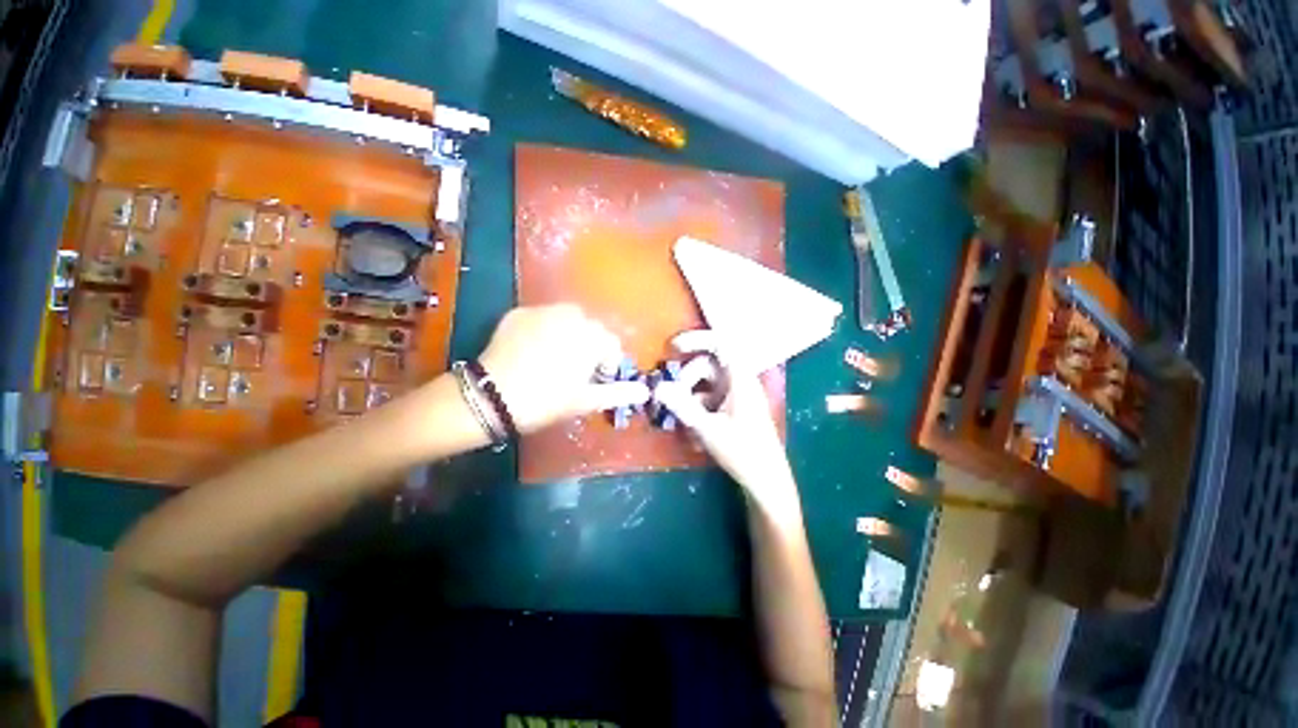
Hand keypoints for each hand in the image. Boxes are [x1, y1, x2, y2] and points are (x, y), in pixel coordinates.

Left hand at [479, 304, 648, 433]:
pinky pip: (541, 316)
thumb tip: (646, 391)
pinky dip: (543, 329)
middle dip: (588, 345)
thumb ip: (619, 392)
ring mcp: (542, 310)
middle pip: (591, 328)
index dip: (606, 363)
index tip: (593, 380)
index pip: (611, 343)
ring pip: (567, 318)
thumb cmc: (546, 401)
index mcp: (591, 336)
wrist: (491, 397)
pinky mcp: (518, 312)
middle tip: (573, 370)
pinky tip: (530, 349)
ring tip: (553, 357)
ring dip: (568, 333)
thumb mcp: (586, 401)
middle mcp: (571, 316)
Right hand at [653, 331, 798, 511]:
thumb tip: (658, 388)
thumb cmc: (743, 452)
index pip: (721, 344)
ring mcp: (737, 396)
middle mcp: (740, 382)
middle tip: (672, 397)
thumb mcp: (708, 428)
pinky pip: (711, 399)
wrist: (767, 481)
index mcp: (741, 380)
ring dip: (691, 396)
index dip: (698, 339)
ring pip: (707, 384)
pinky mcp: (734, 409)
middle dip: (687, 379)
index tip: (673, 346)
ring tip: (683, 420)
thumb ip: (683, 406)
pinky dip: (699, 408)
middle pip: (708, 366)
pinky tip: (693, 431)